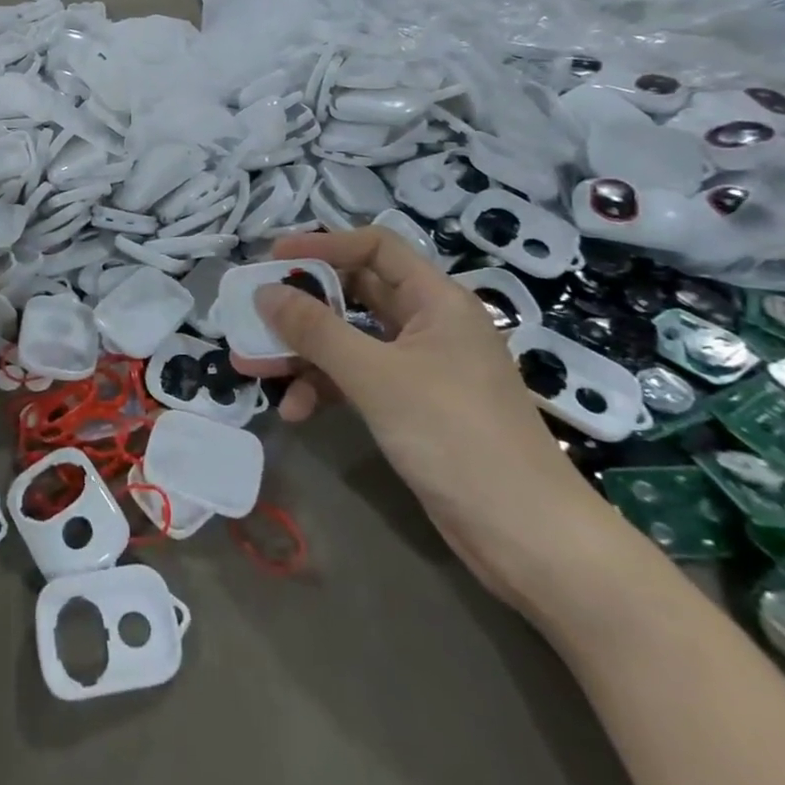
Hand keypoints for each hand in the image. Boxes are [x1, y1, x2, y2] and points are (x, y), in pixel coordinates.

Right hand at [238, 228, 614, 610]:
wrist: (528, 539)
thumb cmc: (455, 436)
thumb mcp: (376, 376)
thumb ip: (316, 330)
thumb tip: (265, 292)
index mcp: (436, 300)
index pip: (375, 248)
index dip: (323, 246)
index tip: (273, 261)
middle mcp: (430, 324)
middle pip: (356, 293)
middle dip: (303, 305)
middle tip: (256, 314)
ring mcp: (422, 368)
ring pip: (352, 340)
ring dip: (305, 351)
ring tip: (256, 368)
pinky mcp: (414, 407)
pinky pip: (359, 379)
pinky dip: (326, 387)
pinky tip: (296, 410)